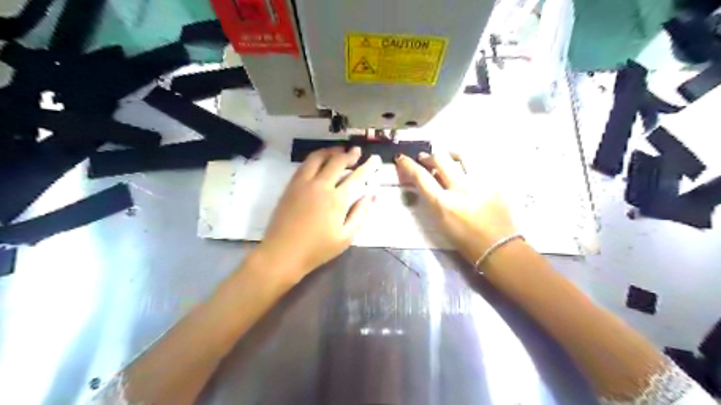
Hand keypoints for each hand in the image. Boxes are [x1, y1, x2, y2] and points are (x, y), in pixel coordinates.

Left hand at [259, 147, 382, 282]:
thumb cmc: (317, 249)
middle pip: (337, 162)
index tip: (374, 159)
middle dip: (350, 154)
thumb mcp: (346, 237)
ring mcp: (303, 183)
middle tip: (357, 152)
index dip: (367, 166)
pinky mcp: (291, 186)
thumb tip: (372, 194)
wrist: (283, 253)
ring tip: (339, 151)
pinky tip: (320, 161)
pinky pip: (304, 165)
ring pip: (318, 158)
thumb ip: (360, 213)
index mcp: (337, 200)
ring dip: (331, 151)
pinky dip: (316, 158)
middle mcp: (320, 185)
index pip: (356, 177)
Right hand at [393, 151, 518, 265]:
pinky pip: (479, 164)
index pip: (421, 177)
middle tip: (424, 158)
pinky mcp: (494, 182)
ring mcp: (480, 183)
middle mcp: (460, 189)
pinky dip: (468, 163)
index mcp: (444, 203)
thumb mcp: (441, 222)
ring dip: (449, 154)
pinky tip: (466, 167)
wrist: (498, 247)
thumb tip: (429, 179)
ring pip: (462, 155)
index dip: (408, 165)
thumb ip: (433, 199)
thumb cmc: (465, 240)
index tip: (402, 158)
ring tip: (447, 157)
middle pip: (440, 159)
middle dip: (428, 156)